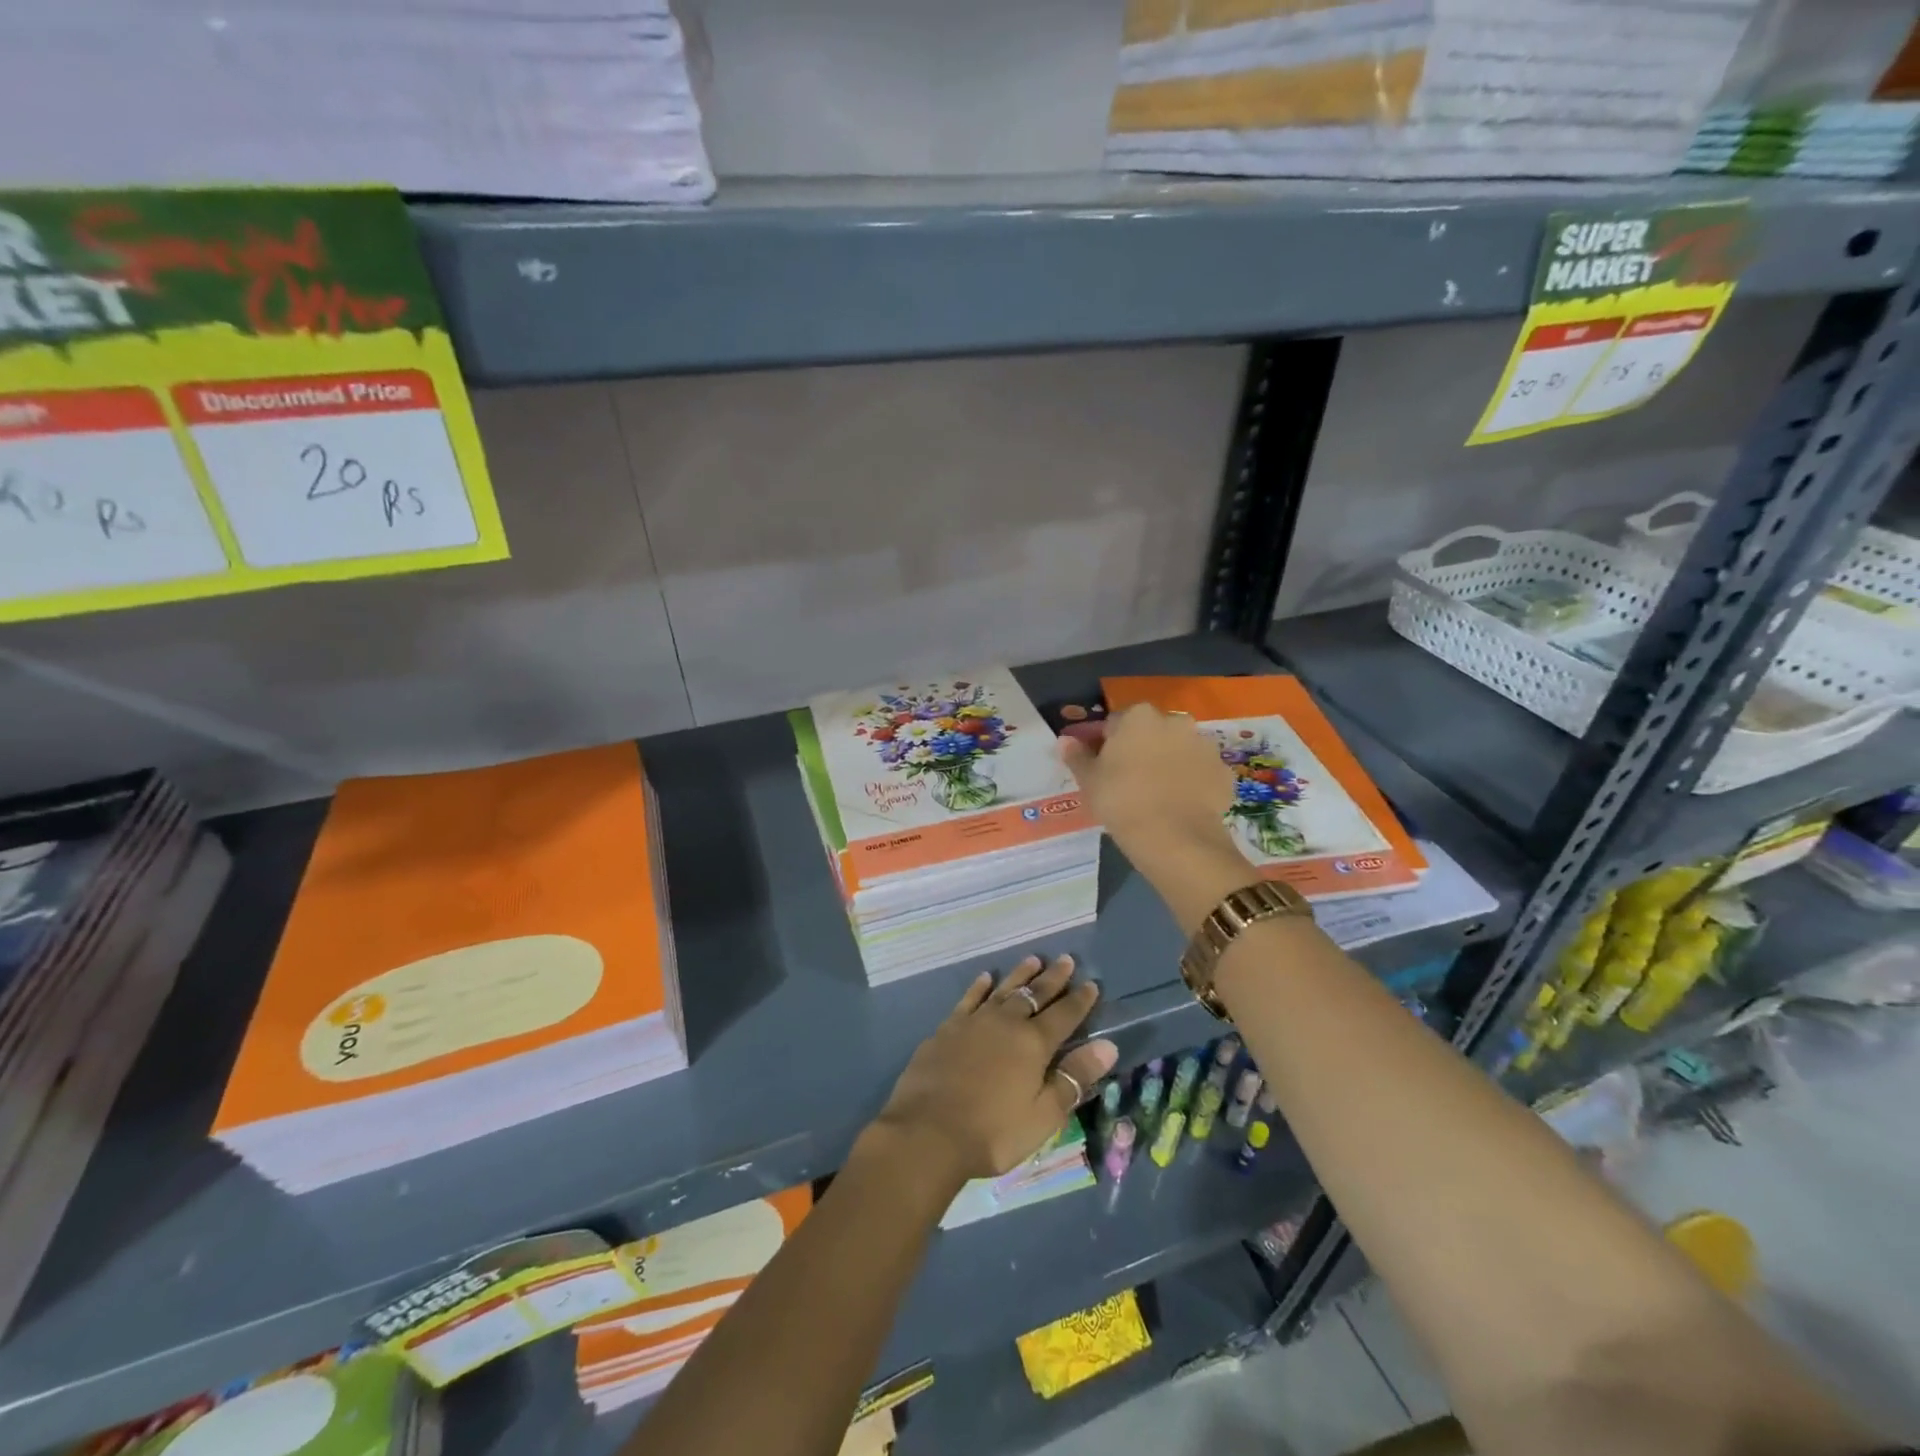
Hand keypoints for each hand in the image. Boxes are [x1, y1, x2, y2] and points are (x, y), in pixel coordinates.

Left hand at [869, 955, 1117, 1184]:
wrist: (928, 1132)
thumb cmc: (992, 1132)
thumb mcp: (1043, 1115)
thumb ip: (1074, 1078)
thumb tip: (1107, 1045)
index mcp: (1033, 1044)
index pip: (1064, 1015)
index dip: (1080, 1000)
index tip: (1091, 984)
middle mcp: (1006, 1023)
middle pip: (1035, 994)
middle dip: (1053, 978)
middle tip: (1066, 959)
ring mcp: (974, 1022)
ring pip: (1003, 990)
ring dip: (1020, 975)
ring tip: (1033, 959)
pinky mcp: (947, 1028)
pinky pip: (969, 999)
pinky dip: (980, 987)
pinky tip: (986, 978)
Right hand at [1060, 704, 1239, 864]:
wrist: (1175, 838)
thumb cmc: (1122, 801)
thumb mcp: (1089, 781)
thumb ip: (1077, 756)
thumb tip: (1065, 741)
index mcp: (1138, 716)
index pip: (1115, 723)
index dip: (1106, 744)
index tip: (1102, 767)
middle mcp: (1175, 721)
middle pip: (1151, 732)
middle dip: (1141, 749)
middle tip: (1128, 781)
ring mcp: (1204, 745)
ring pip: (1179, 750)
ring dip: (1169, 763)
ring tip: (1156, 795)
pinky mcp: (1223, 772)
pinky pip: (1201, 772)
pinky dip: (1191, 783)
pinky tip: (1180, 805)